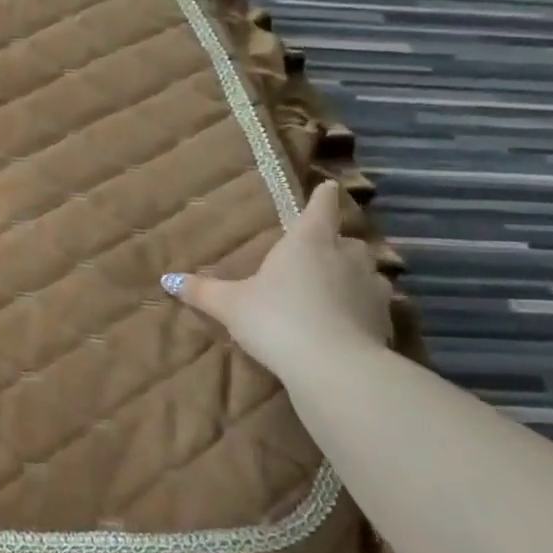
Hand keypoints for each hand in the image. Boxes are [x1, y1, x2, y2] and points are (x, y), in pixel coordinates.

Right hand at [163, 181, 392, 378]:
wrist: (333, 366)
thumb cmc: (276, 319)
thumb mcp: (231, 305)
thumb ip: (202, 291)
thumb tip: (167, 279)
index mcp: (308, 241)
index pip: (320, 207)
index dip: (323, 196)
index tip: (329, 187)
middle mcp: (346, 255)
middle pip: (346, 239)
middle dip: (336, 243)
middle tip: (320, 252)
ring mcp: (371, 286)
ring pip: (367, 271)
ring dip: (354, 275)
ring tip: (336, 288)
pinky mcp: (386, 318)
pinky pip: (374, 303)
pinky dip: (363, 307)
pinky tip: (348, 322)